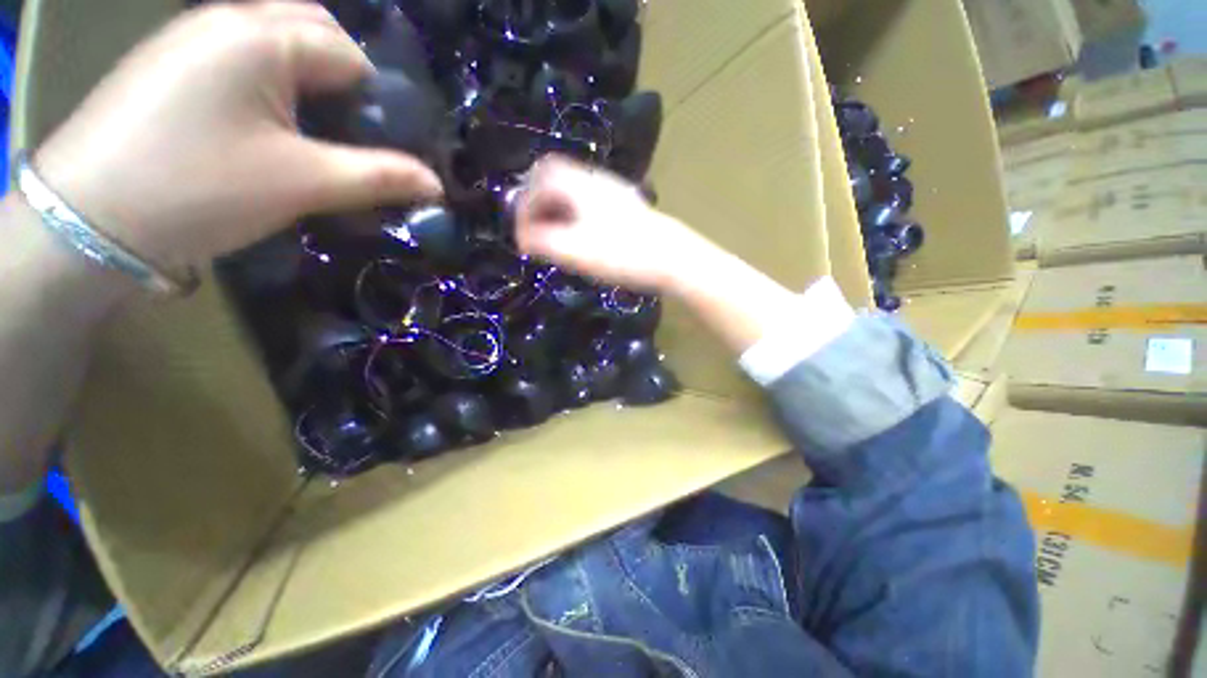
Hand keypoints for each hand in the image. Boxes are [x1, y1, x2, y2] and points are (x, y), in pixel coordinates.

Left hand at [32, 1, 441, 273]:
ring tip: (314, 132)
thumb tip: (436, 184)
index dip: (379, 101)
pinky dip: (268, 83)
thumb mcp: (303, 184)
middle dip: (345, 79)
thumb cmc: (200, 190)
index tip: (387, 146)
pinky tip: (266, 123)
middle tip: (355, 133)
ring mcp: (191, 37)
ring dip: (306, 81)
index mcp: (260, 36)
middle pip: (312, 32)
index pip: (349, 54)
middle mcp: (226, 19)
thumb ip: (380, 177)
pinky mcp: (169, 64)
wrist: (87, 221)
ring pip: (274, 44)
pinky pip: (238, 57)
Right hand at [514, 157, 713, 293]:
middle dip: (540, 200)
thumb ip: (544, 241)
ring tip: (555, 233)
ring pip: (575, 187)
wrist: (671, 256)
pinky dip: (576, 212)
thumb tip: (522, 237)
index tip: (523, 230)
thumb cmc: (622, 254)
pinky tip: (582, 233)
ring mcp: (614, 191)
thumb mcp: (576, 251)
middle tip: (535, 226)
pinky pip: (590, 199)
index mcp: (580, 185)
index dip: (525, 202)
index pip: (540, 177)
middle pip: (557, 175)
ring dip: (559, 206)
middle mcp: (596, 180)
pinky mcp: (627, 205)